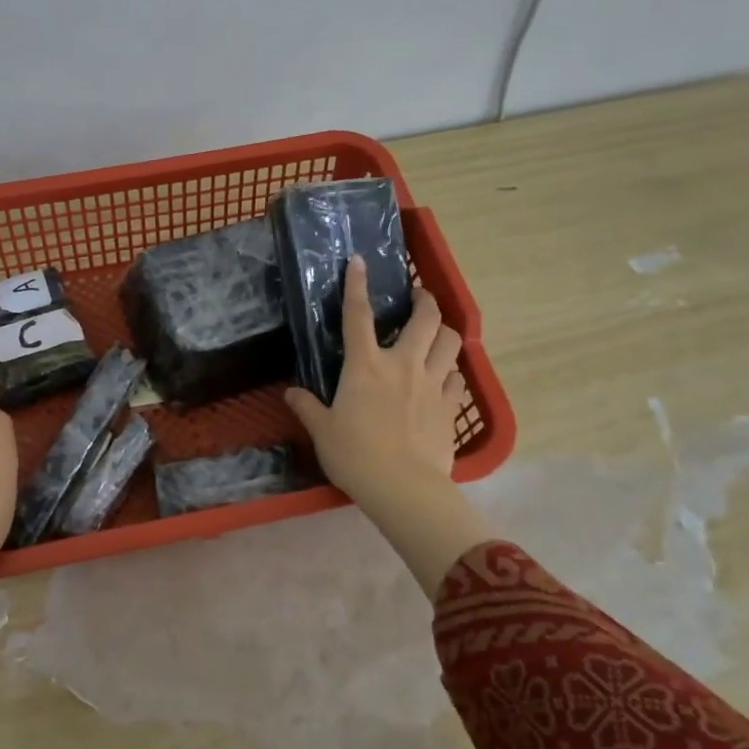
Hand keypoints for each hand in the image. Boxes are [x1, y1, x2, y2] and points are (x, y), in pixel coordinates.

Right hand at [284, 259, 488, 596]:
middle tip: (419, 296)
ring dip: (444, 333)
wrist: (403, 487)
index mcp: (365, 365)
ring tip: (435, 336)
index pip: (358, 315)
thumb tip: (291, 393)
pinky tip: (442, 379)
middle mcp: (403, 364)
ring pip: (450, 342)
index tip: (360, 261)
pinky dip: (450, 372)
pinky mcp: (450, 406)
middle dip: (425, 299)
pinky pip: (457, 378)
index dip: (357, 285)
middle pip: (425, 318)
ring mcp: (432, 383)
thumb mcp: (323, 431)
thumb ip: (307, 407)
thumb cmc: (355, 455)